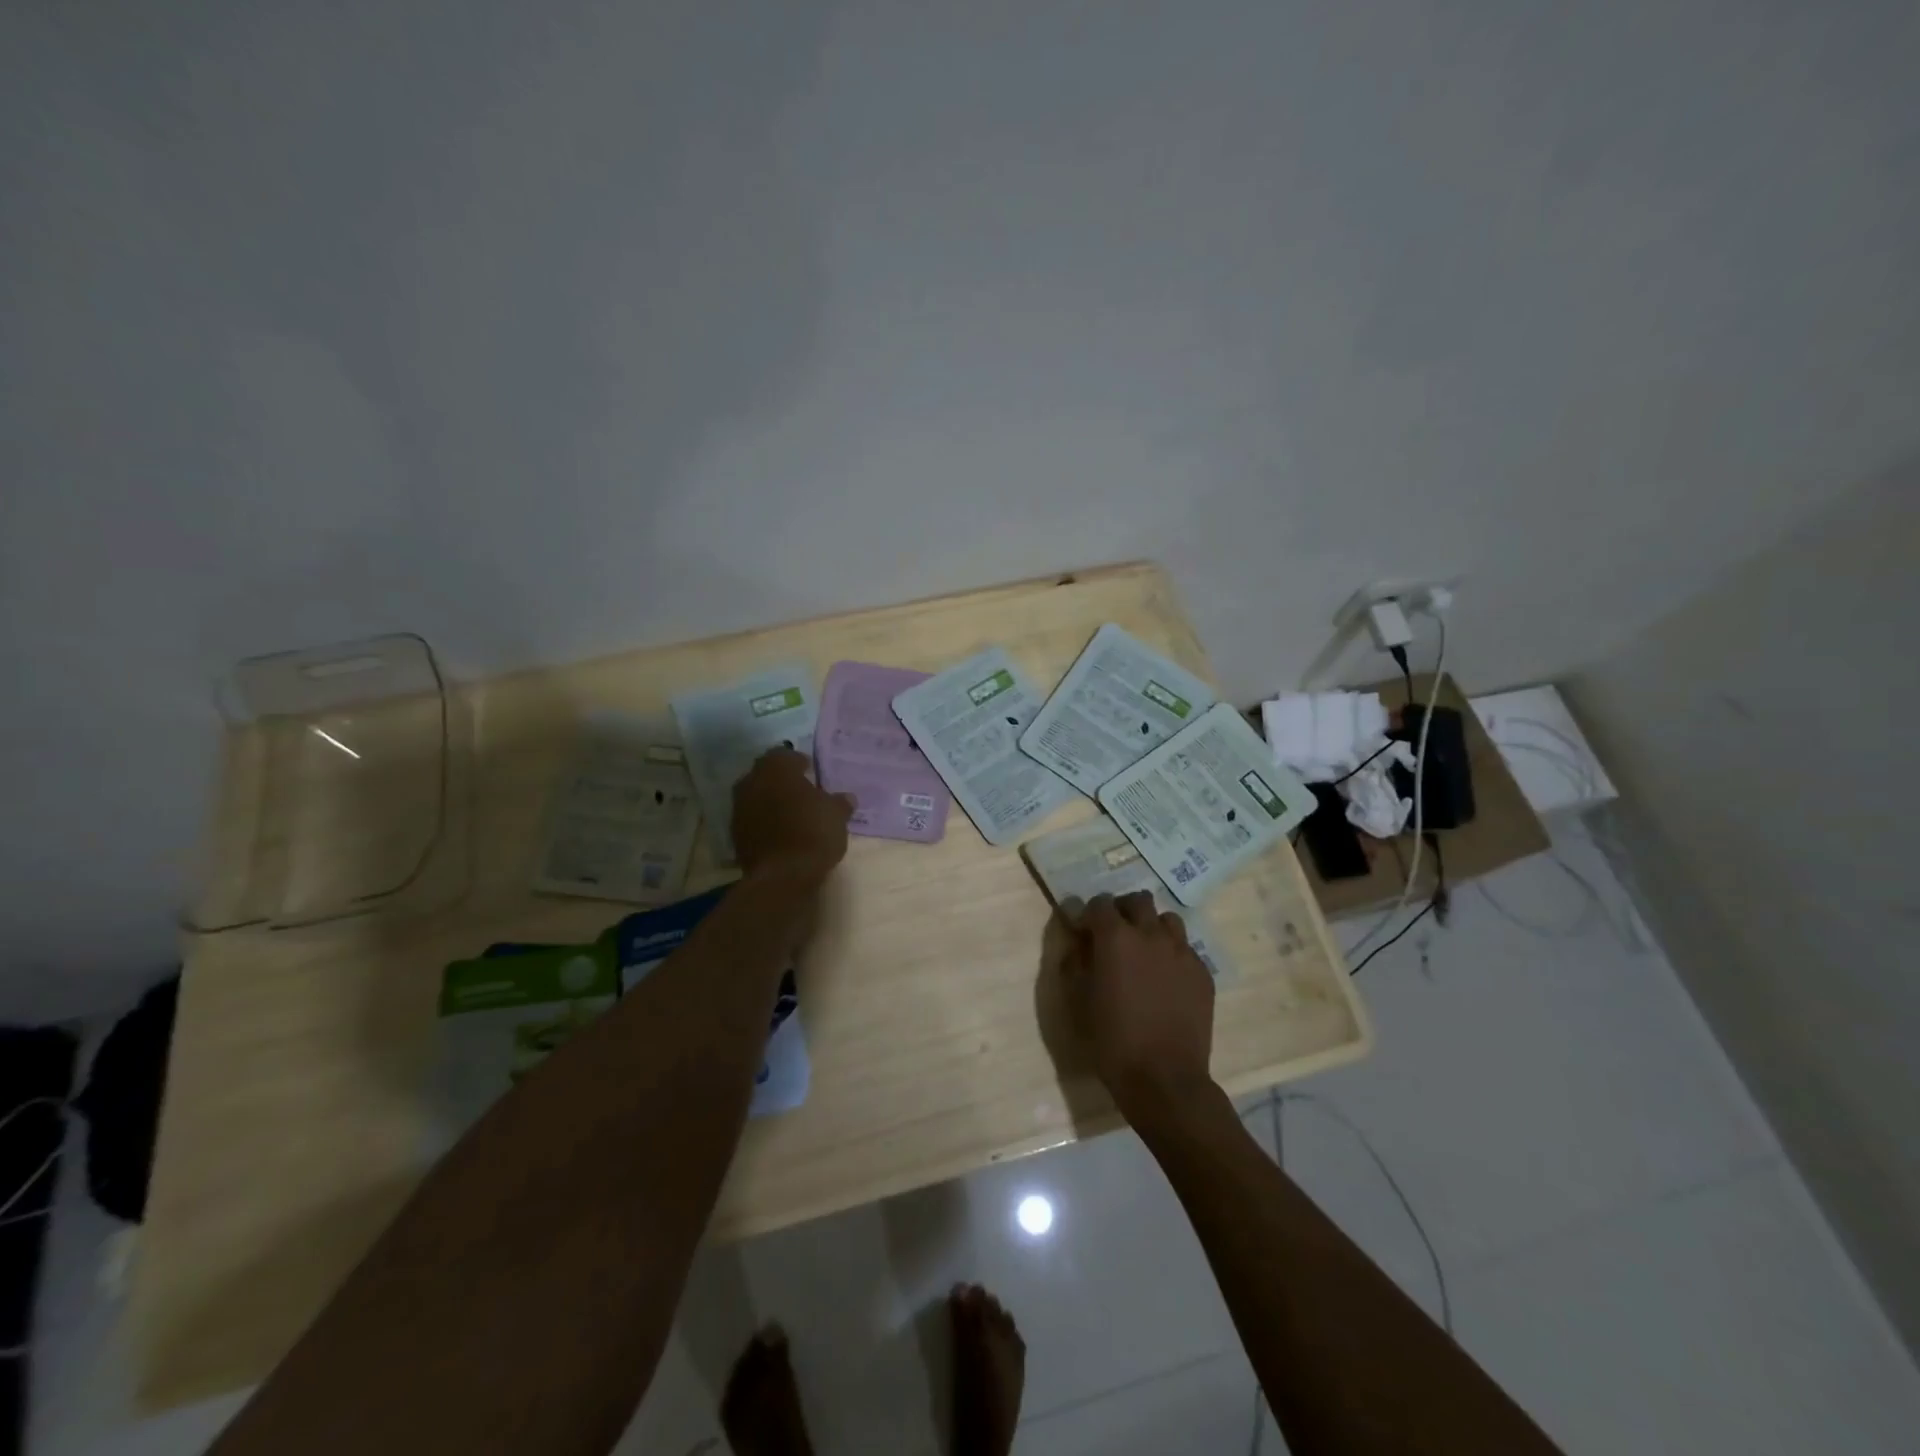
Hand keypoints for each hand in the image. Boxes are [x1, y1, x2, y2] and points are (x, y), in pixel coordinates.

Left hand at [732, 749, 852, 884]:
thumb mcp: (837, 815)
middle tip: (801, 792)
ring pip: (756, 796)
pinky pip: (752, 819)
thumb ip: (840, 802)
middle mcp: (752, 781)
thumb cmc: (813, 833)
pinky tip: (780, 833)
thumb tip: (846, 798)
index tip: (811, 773)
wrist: (783, 876)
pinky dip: (763, 822)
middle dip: (781, 781)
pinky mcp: (734, 834)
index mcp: (776, 768)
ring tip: (791, 814)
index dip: (799, 763)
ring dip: (770, 802)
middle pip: (766, 774)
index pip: (785, 755)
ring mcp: (739, 808)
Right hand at [1058, 892, 1216, 1124]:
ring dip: (1152, 927)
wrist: (1164, 1078)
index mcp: (1115, 938)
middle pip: (1138, 901)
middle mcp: (1151, 934)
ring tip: (1145, 952)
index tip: (1084, 931)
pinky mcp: (1202, 972)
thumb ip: (1075, 962)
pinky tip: (1166, 979)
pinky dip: (1172, 954)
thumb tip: (1078, 942)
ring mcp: (1182, 952)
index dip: (1089, 914)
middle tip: (1115, 934)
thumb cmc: (1112, 1040)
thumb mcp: (1078, 1001)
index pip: (1100, 903)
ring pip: (1167, 920)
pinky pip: (1186, 949)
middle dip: (1123, 910)